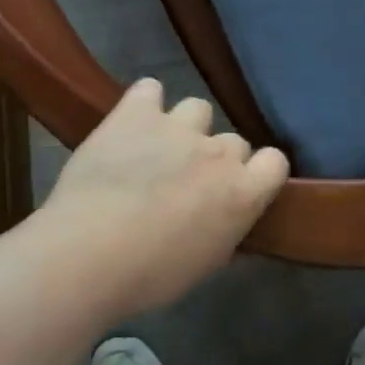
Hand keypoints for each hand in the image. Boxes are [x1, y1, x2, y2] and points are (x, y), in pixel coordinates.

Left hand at [39, 79, 290, 315]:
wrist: (89, 253)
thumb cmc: (150, 275)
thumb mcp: (203, 264)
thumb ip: (224, 232)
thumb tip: (227, 223)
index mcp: (243, 193)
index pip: (275, 162)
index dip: (258, 173)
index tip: (238, 188)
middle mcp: (218, 152)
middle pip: (233, 141)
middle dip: (215, 159)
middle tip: (186, 182)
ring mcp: (178, 127)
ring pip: (197, 109)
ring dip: (184, 127)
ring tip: (157, 149)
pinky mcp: (136, 113)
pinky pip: (149, 89)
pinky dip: (144, 104)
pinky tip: (131, 123)